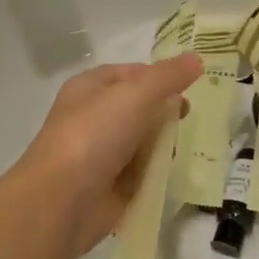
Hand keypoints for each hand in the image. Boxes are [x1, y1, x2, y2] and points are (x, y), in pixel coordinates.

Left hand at [19, 53, 202, 256]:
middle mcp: (94, 118)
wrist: (62, 200)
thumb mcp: (134, 95)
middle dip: (165, 113)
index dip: (159, 76)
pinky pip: (143, 172)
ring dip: (164, 144)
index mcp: (90, 88)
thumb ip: (167, 76)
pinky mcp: (112, 186)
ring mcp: (102, 153)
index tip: (189, 85)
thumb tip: (196, 58)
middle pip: (140, 108)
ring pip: (144, 141)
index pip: (131, 73)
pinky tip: (174, 173)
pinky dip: (158, 172)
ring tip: (183, 147)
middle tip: (188, 119)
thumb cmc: (94, 135)